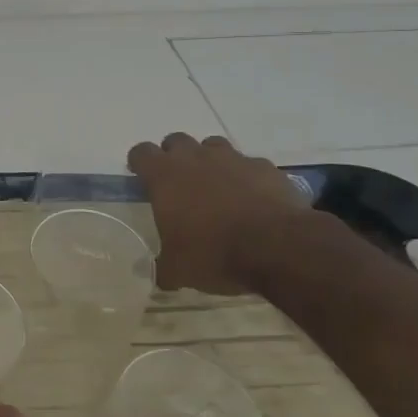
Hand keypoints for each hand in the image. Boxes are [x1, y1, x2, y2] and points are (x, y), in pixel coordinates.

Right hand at [127, 132, 309, 293]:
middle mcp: (195, 158)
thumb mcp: (180, 270)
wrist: (278, 247)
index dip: (139, 162)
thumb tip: (156, 275)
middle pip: (176, 141)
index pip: (141, 152)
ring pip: (213, 146)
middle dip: (174, 156)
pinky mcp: (264, 167)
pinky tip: (252, 198)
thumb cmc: (215, 253)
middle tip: (179, 183)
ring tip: (216, 187)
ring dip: (210, 161)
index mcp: (164, 176)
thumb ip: (163, 268)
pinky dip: (246, 176)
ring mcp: (232, 159)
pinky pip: (249, 164)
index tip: (142, 176)